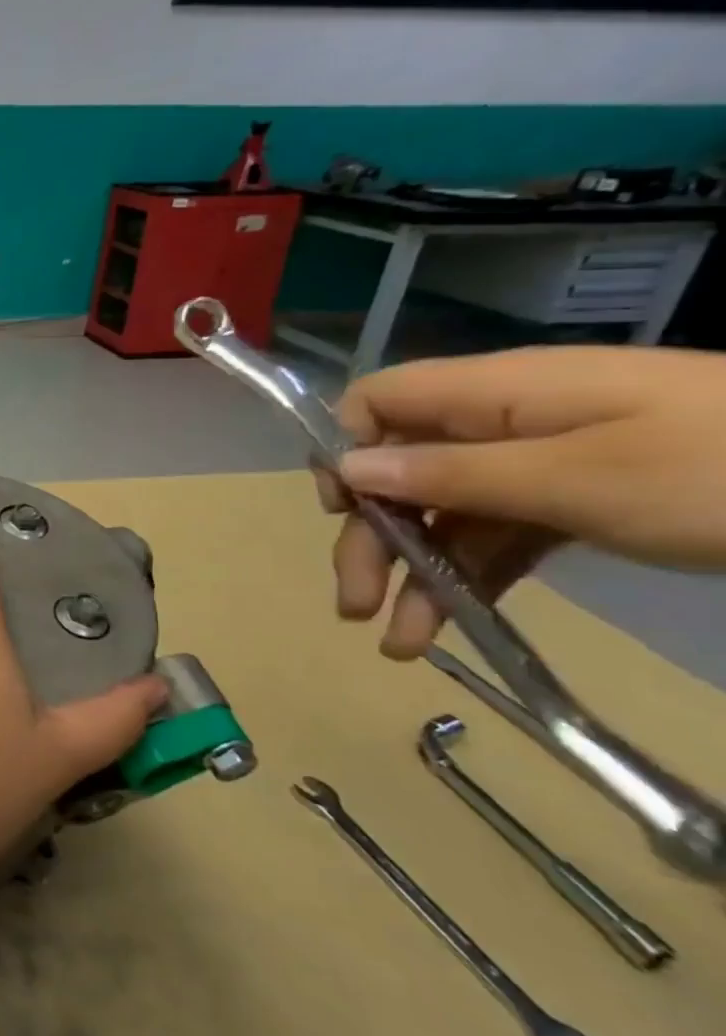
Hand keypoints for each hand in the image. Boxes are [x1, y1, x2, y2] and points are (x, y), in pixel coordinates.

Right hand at [324, 345, 725, 658]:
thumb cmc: (725, 471)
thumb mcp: (579, 478)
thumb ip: (453, 472)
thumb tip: (349, 468)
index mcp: (498, 393)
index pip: (379, 401)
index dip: (349, 449)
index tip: (347, 512)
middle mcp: (505, 422)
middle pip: (402, 470)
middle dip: (371, 536)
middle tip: (356, 603)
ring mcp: (544, 462)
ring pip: (446, 512)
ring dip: (414, 572)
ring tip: (399, 641)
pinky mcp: (579, 499)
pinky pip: (499, 535)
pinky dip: (469, 578)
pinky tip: (453, 626)